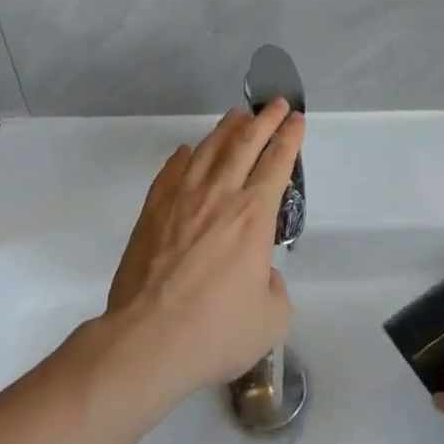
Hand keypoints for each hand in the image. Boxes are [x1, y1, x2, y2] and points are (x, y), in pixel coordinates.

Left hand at [104, 102, 303, 394]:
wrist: (147, 340)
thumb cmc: (215, 330)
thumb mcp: (271, 320)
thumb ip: (276, 289)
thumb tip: (263, 274)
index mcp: (254, 216)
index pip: (278, 163)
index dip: (289, 138)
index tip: (296, 119)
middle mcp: (220, 196)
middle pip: (245, 144)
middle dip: (264, 120)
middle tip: (274, 103)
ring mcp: (181, 200)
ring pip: (208, 150)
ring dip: (226, 129)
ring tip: (237, 114)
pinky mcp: (152, 212)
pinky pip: (170, 173)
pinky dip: (183, 158)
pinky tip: (187, 152)